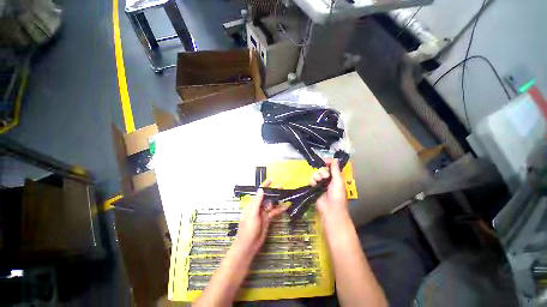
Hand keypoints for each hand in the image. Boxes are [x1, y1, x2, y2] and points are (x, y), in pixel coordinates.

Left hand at [235, 180, 285, 254]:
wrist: (249, 246)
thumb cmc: (248, 229)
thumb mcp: (252, 214)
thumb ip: (257, 202)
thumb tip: (261, 190)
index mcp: (252, 205)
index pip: (259, 193)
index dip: (265, 186)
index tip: (271, 180)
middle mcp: (258, 207)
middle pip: (266, 197)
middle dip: (273, 192)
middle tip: (281, 188)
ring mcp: (263, 213)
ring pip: (271, 204)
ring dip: (277, 200)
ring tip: (285, 196)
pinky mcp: (267, 219)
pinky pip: (274, 212)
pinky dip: (279, 209)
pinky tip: (285, 207)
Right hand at [309, 159, 348, 219]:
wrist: (330, 209)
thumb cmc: (337, 195)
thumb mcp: (338, 181)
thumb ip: (335, 169)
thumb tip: (335, 158)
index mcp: (335, 177)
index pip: (330, 166)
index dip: (326, 163)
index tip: (323, 161)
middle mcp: (327, 179)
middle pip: (321, 169)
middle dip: (322, 171)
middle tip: (325, 177)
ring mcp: (320, 183)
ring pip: (315, 174)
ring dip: (316, 176)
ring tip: (319, 181)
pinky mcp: (314, 188)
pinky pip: (311, 180)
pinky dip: (312, 181)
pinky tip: (314, 185)